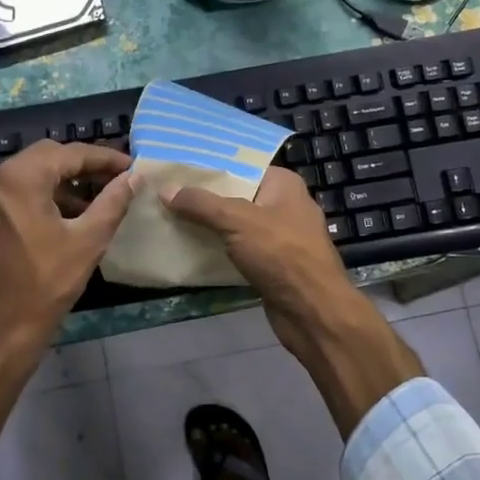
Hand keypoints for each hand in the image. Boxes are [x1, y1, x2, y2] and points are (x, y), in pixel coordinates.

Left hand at [0, 141, 134, 430]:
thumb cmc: (45, 286)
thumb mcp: (87, 241)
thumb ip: (112, 202)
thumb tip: (133, 178)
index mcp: (17, 179)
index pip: (68, 154)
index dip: (103, 157)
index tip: (130, 166)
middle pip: (44, 157)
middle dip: (80, 166)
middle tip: (112, 179)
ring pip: (26, 175)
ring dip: (59, 182)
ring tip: (91, 202)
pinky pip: (10, 194)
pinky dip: (37, 197)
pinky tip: (61, 218)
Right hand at [163, 167, 420, 432]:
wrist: (313, 311)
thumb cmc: (281, 254)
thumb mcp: (236, 221)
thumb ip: (201, 204)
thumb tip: (166, 190)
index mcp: (284, 185)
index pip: (241, 167)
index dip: (210, 168)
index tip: (177, 171)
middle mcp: (285, 206)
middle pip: (237, 196)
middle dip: (205, 199)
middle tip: (167, 195)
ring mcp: (282, 238)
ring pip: (237, 226)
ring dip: (210, 227)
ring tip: (171, 220)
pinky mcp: (274, 266)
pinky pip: (241, 251)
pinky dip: (220, 251)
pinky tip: (191, 251)